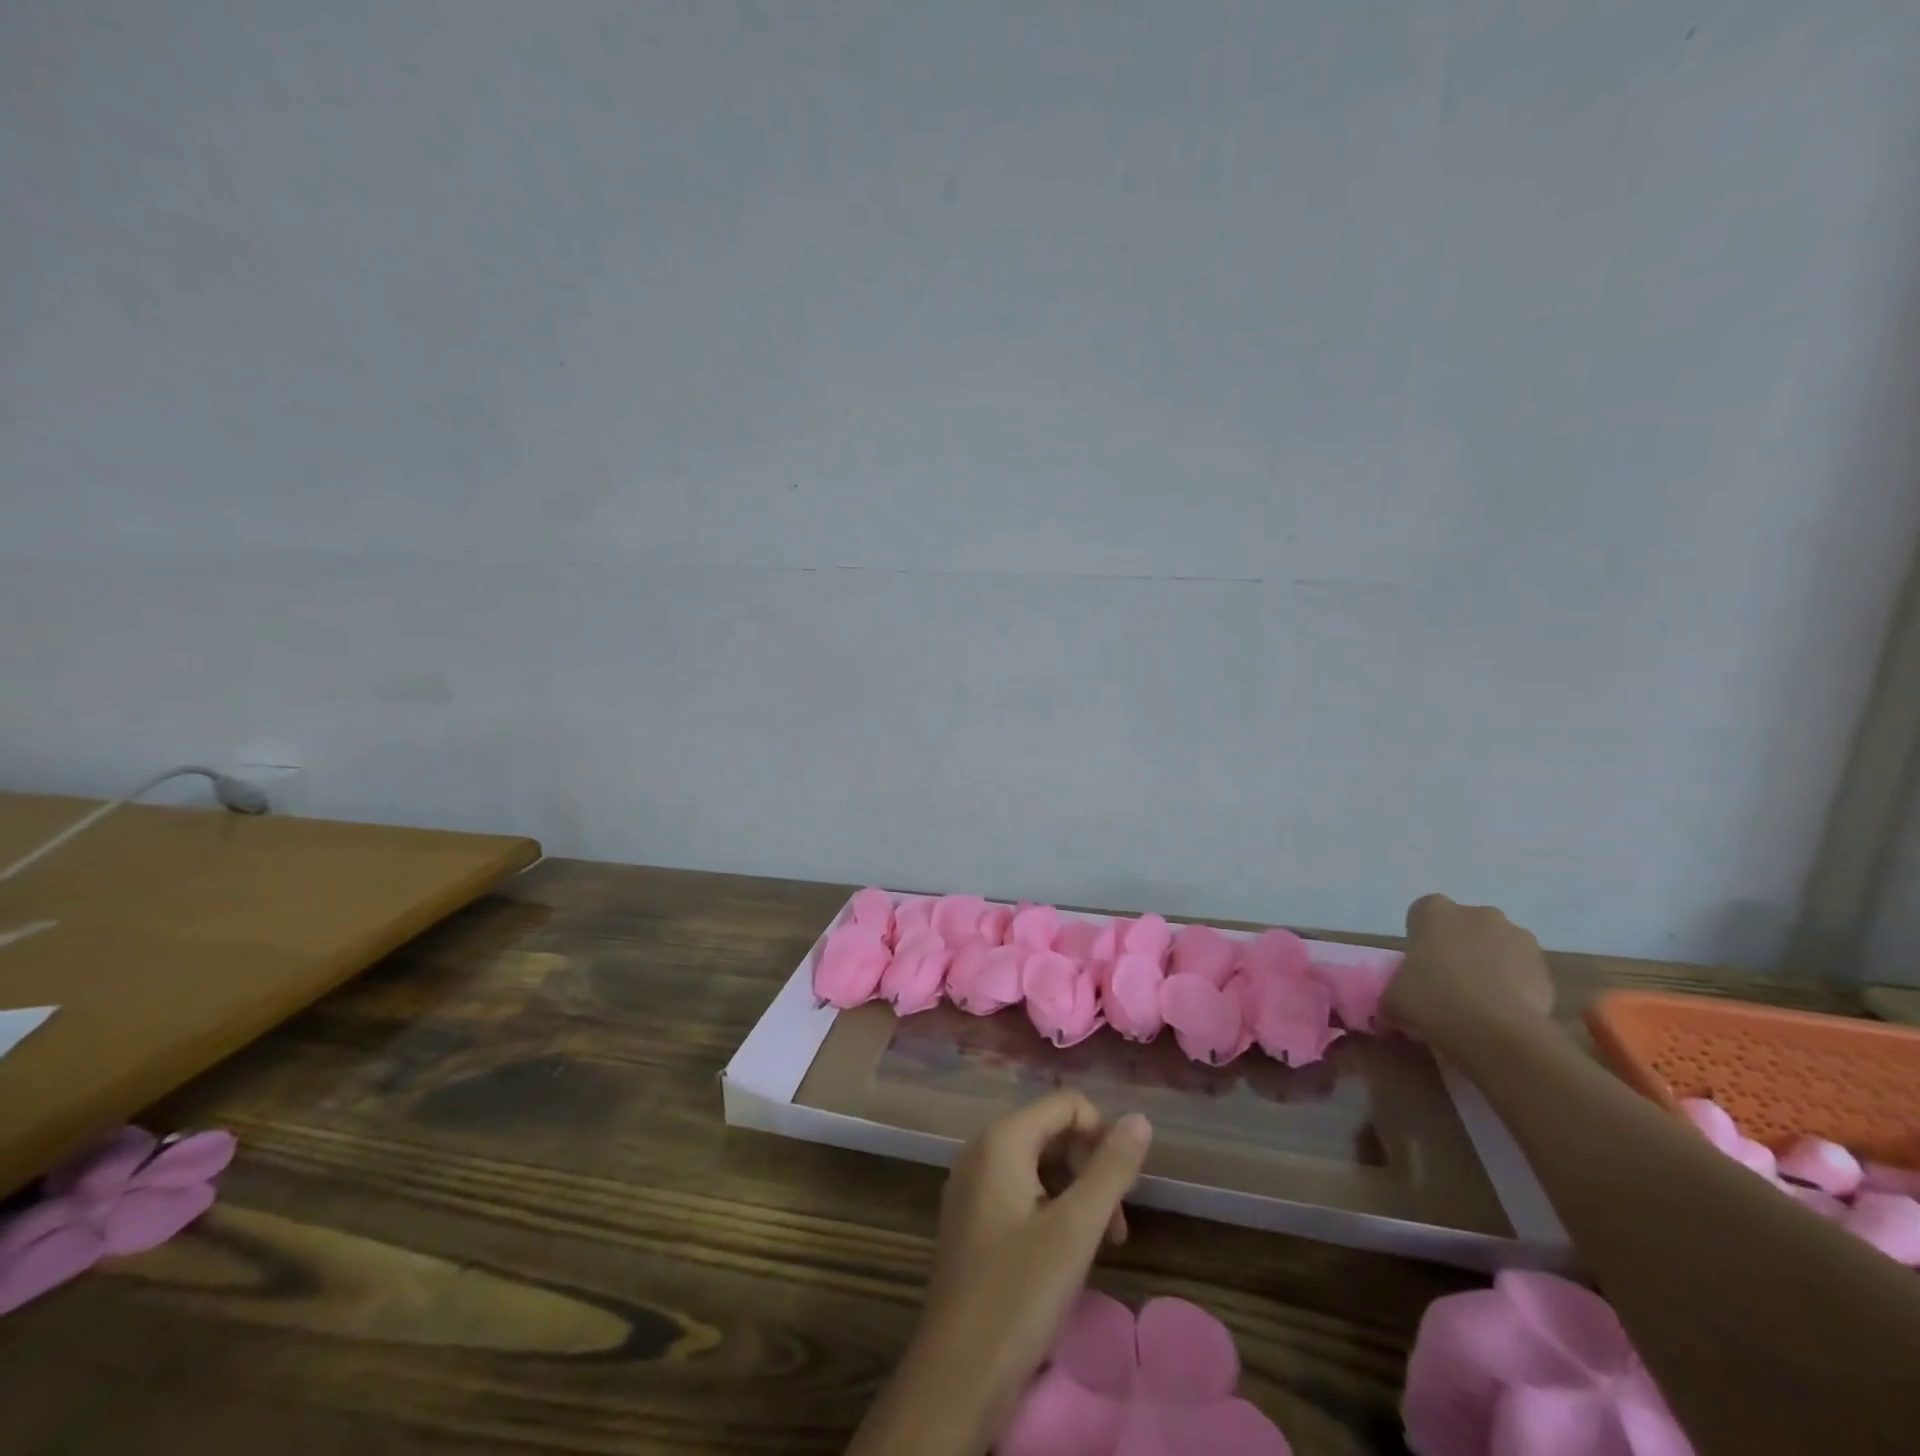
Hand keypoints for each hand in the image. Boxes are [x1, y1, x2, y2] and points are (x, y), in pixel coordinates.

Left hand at [849, 1092, 1152, 1454]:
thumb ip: (1111, 1169)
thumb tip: (1140, 1119)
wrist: (957, 1375)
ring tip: (1099, 1246)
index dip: (1102, 1137)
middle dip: (1090, 1169)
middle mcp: (981, 1148)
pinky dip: (1049, 1209)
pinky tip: (1065, 1254)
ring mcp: (971, 1184)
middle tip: (1116, 1228)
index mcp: (1002, 1139)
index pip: (1066, 1104)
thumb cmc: (1019, 1293)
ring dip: (1075, 1194)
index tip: (1124, 1191)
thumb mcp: (1076, 1229)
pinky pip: (1018, 1190)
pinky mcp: (969, 1217)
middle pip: (1051, 1132)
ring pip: (1037, 1165)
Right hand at [1385, 893, 1554, 1044]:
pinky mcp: (1545, 966)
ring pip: (1498, 947)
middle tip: (1450, 984)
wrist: (1494, 1028)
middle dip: (1461, 949)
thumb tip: (1389, 1014)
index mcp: (1434, 910)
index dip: (1422, 939)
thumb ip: (1393, 997)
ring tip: (1482, 1003)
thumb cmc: (1431, 997)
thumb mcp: (1393, 998)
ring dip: (1492, 966)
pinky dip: (1517, 987)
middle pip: (1466, 927)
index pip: (1423, 914)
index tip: (1421, 965)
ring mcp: (1517, 936)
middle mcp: (1477, 913)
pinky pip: (1524, 972)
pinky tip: (1505, 1013)